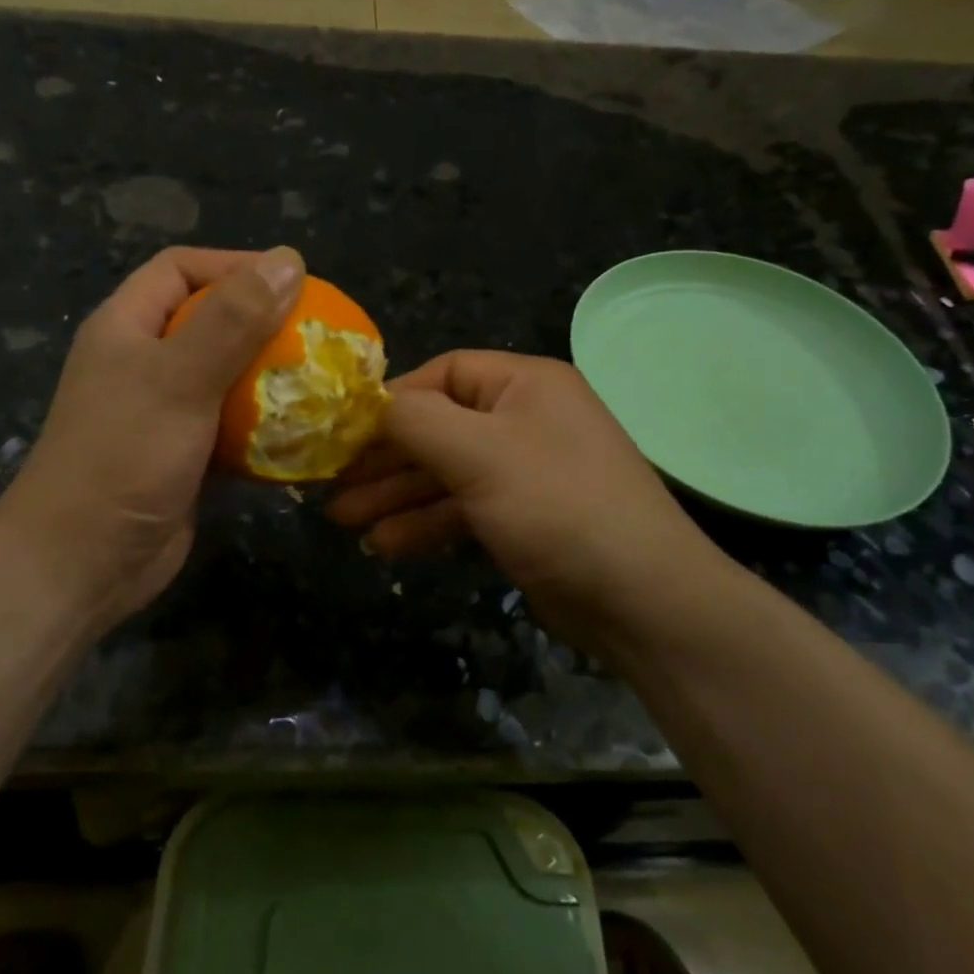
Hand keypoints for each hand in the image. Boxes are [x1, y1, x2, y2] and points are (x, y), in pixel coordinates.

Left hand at [0, 245, 304, 635]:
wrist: (82, 563)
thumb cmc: (124, 457)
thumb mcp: (180, 378)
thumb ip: (234, 319)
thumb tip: (289, 258)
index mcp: (126, 327)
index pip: (180, 269)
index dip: (234, 265)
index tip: (292, 282)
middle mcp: (142, 361)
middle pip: (207, 321)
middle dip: (261, 323)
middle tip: (317, 333)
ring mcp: (161, 411)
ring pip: (224, 375)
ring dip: (268, 377)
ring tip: (319, 379)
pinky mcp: (182, 454)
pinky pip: (230, 424)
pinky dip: (263, 425)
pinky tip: (301, 431)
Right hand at [326, 351, 741, 657]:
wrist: (641, 599)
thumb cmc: (557, 505)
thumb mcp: (479, 453)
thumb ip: (415, 421)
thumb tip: (370, 404)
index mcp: (525, 384)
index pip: (443, 374)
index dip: (392, 400)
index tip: (343, 430)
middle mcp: (526, 418)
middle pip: (439, 426)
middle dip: (384, 457)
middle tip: (331, 483)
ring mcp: (526, 471)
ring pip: (446, 472)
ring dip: (396, 494)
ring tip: (342, 521)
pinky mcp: (524, 518)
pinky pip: (464, 508)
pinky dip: (426, 523)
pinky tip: (386, 545)